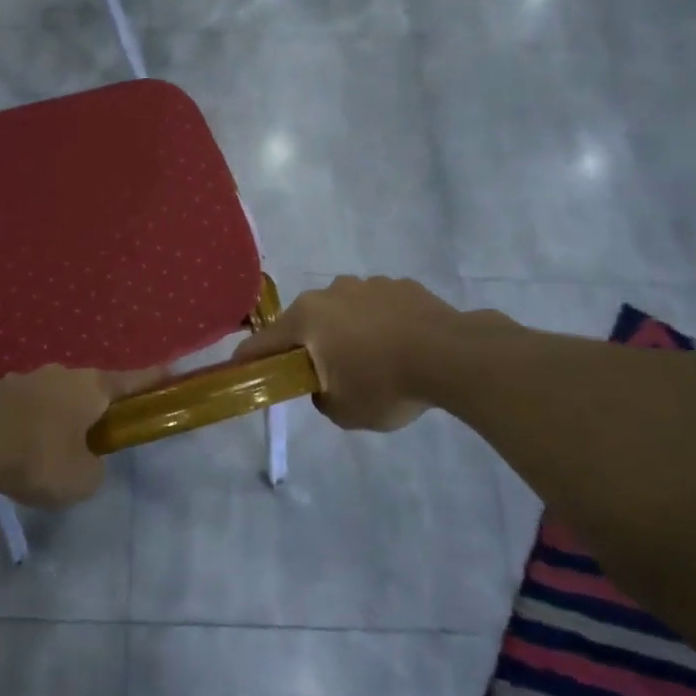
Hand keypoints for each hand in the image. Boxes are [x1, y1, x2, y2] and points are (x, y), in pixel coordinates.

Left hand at [0, 365, 163, 509]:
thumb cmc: (39, 457)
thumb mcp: (82, 480)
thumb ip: (93, 469)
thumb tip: (84, 462)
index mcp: (89, 387)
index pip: (130, 381)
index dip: (150, 380)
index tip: (168, 372)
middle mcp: (58, 375)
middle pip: (85, 389)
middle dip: (91, 408)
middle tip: (94, 435)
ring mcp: (20, 380)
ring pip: (48, 398)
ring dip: (52, 418)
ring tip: (46, 450)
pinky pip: (17, 411)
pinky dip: (21, 427)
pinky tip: (12, 452)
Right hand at [233, 276, 480, 431]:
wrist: (453, 356)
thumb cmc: (385, 384)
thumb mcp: (343, 410)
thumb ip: (321, 398)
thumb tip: (324, 386)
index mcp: (307, 318)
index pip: (262, 342)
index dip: (248, 361)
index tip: (241, 373)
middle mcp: (331, 292)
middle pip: (305, 322)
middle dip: (307, 346)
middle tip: (322, 375)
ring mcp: (369, 284)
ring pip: (344, 311)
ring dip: (346, 332)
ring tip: (372, 362)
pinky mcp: (402, 285)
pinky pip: (378, 308)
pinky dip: (380, 325)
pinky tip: (400, 347)